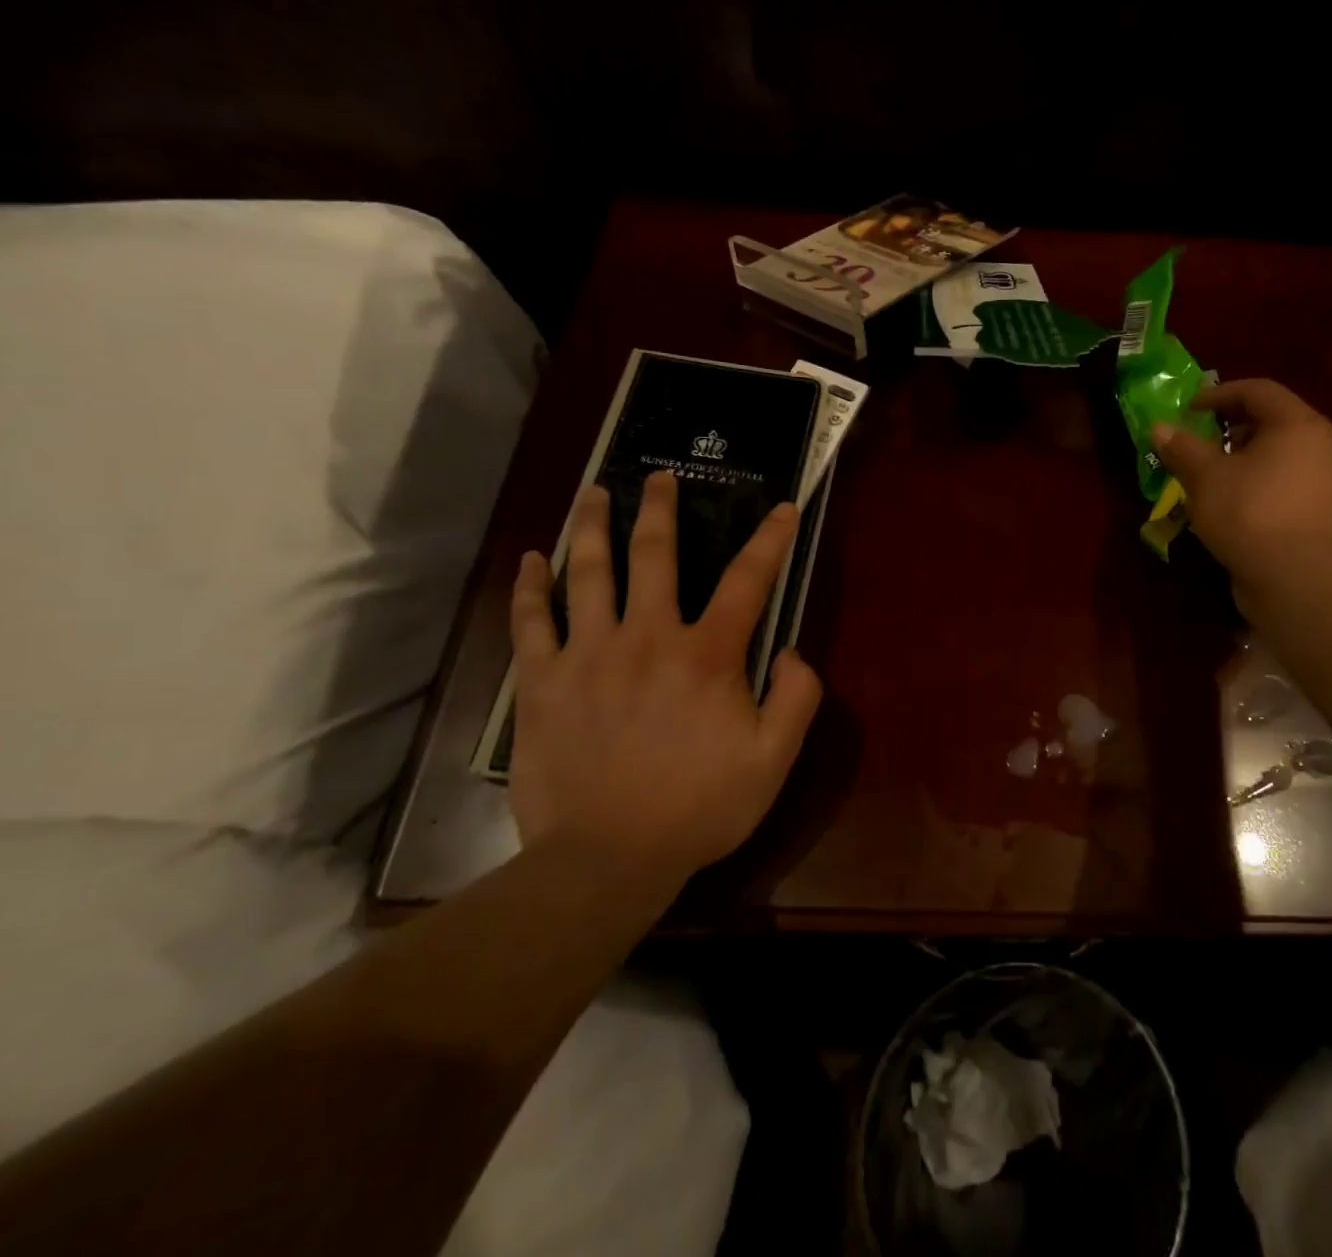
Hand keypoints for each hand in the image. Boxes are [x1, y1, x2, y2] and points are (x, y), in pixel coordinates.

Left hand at [506, 475, 822, 887]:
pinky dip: (530, 586)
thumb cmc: (698, 808)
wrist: (606, 860)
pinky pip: (531, 621)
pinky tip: (531, 559)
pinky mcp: (542, 681)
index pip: (747, 581)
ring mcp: (588, 654)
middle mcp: (647, 637)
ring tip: (595, 493)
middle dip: (661, 509)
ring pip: (588, 573)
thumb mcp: (774, 759)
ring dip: (593, 526)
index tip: (781, 508)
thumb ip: (797, 697)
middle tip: (660, 477)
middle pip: (654, 555)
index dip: (770, 540)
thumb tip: (791, 650)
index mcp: (706, 654)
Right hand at [1152, 379, 1331, 581]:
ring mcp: (1329, 482)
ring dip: (1248, 456)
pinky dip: (1261, 483)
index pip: (1258, 391)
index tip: (1190, 409)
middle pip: (1275, 421)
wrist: (1294, 577)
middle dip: (1234, 425)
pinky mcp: (1325, 514)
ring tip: (1217, 473)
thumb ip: (1182, 448)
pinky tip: (1238, 504)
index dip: (1219, 394)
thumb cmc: (1247, 512)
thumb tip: (1159, 428)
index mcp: (1297, 425)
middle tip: (1204, 438)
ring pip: (1282, 455)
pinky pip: (1288, 484)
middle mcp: (1322, 446)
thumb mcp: (1204, 476)